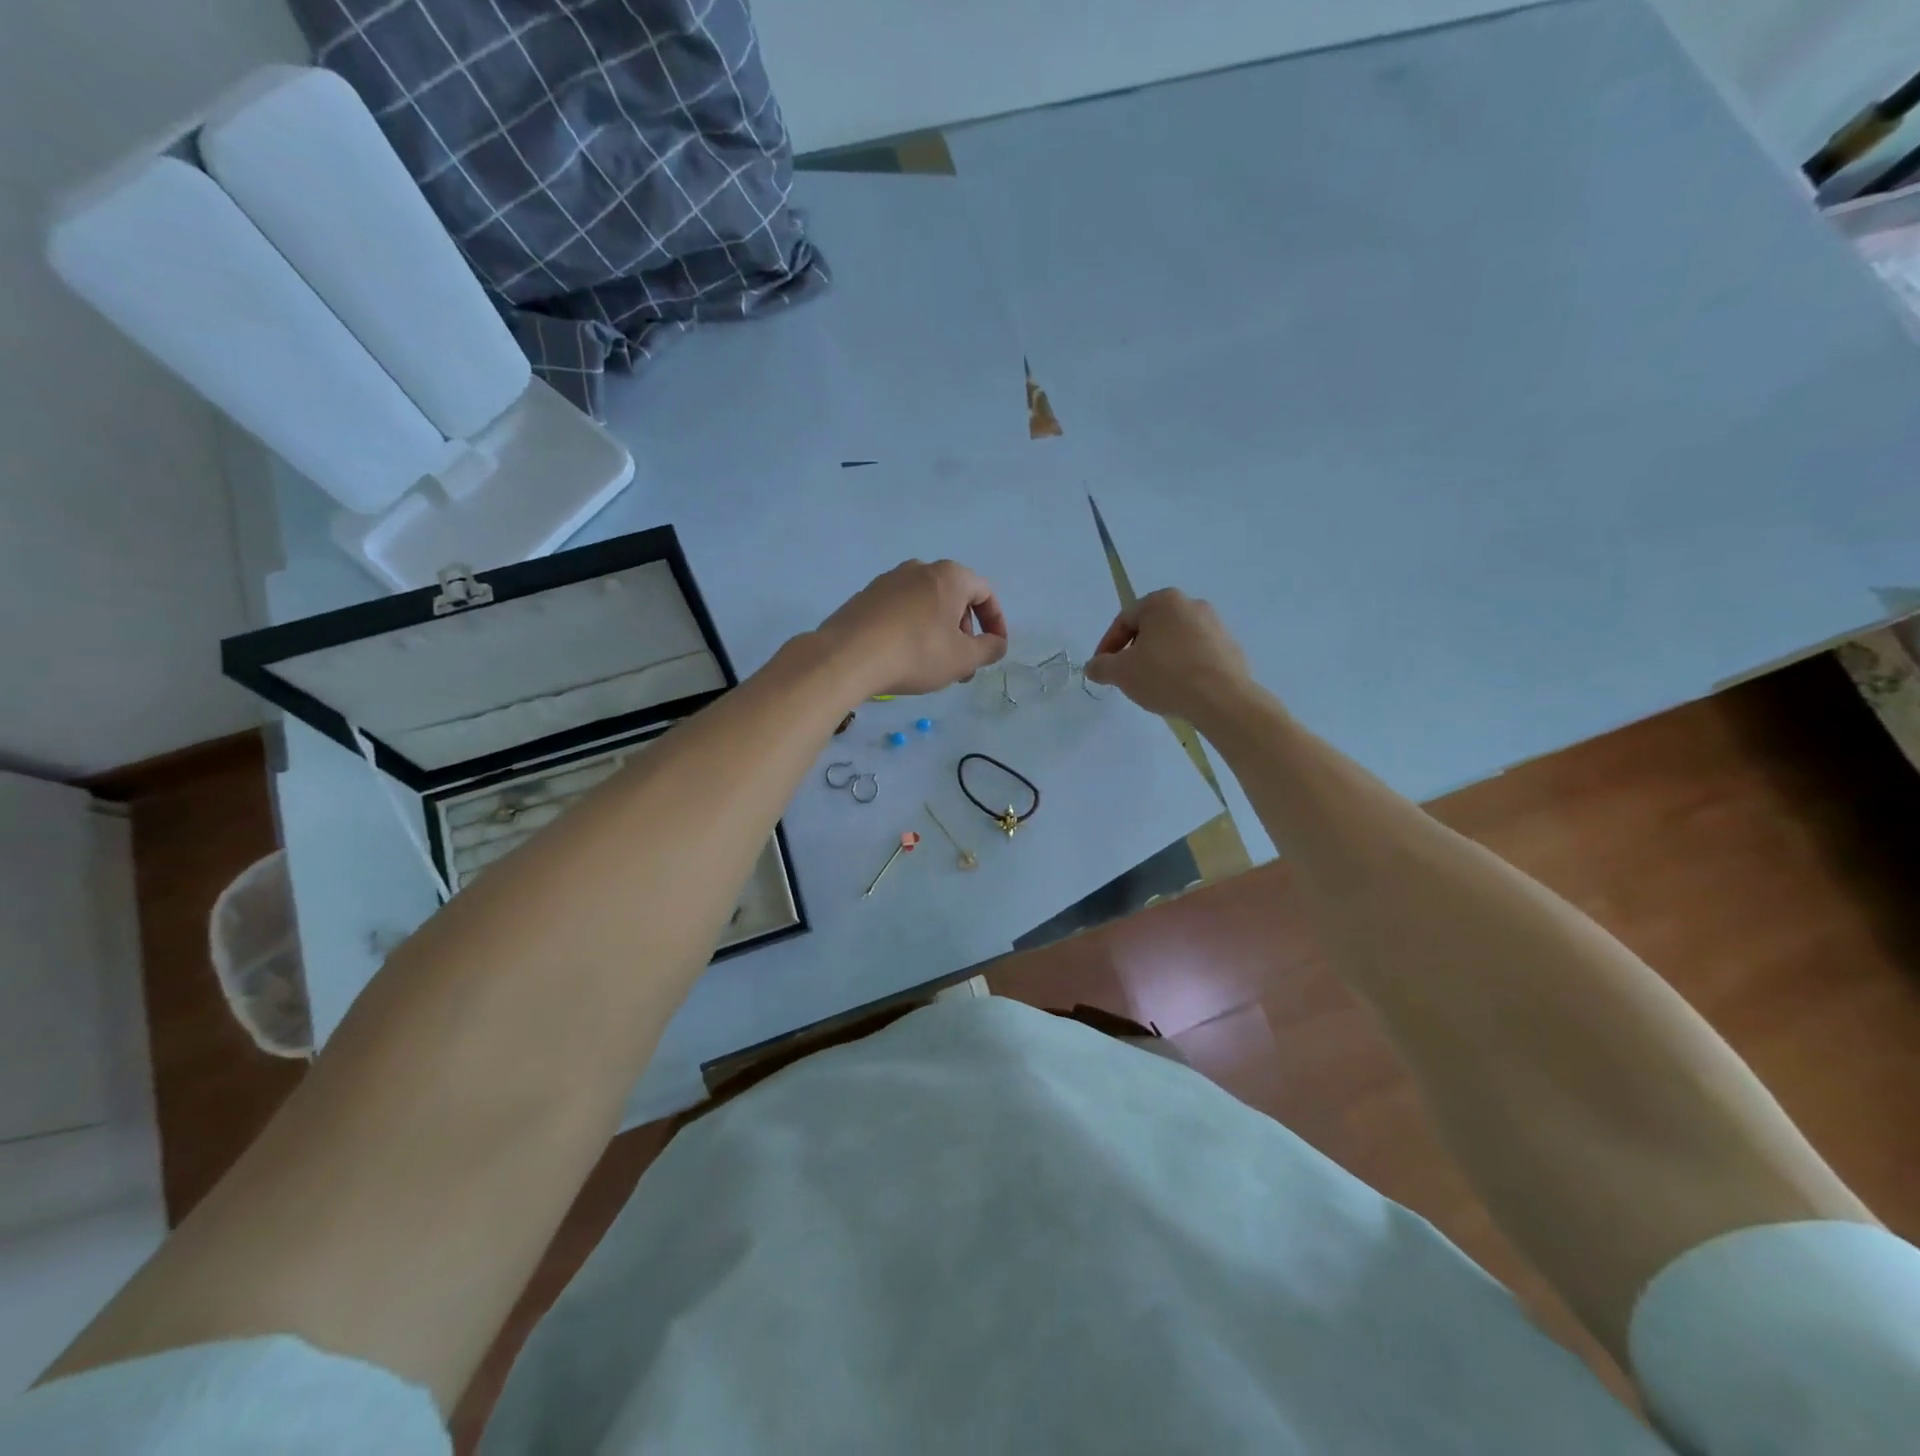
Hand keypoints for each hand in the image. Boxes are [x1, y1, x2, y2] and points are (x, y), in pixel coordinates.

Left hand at [816, 559, 1009, 697]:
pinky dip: (912, 630)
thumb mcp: (963, 658)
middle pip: (954, 598)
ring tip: (935, 666)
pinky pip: (901, 611)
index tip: (993, 649)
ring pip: (927, 605)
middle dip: (965, 632)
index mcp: (949, 576)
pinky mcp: (865, 597)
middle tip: (963, 665)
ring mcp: (888, 581)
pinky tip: (904, 658)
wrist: (847, 656)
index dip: (996, 623)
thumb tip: (997, 643)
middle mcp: (919, 569)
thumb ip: (989, 649)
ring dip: (939, 633)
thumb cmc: (916, 653)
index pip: (985, 593)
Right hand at [1084, 589, 1251, 720]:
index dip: (1107, 646)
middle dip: (1135, 651)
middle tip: (1126, 676)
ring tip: (1153, 685)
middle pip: (1151, 628)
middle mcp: (1191, 604)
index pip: (1124, 620)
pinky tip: (1179, 689)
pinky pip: (1196, 654)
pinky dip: (1183, 667)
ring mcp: (1215, 624)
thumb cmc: (1165, 675)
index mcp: (1162, 601)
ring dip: (1159, 659)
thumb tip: (1093, 667)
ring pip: (1174, 641)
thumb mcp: (1121, 673)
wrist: (1221, 698)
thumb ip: (1101, 666)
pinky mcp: (1230, 647)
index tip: (1102, 669)